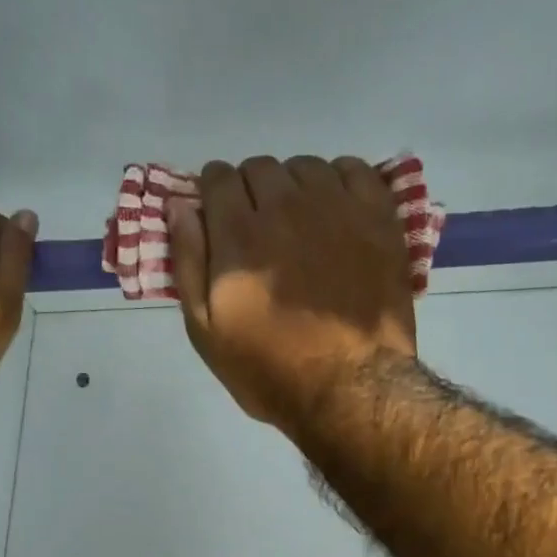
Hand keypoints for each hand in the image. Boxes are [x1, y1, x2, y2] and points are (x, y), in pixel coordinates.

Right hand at [168, 156, 414, 425]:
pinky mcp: (377, 218)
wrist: (350, 388)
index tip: (218, 217)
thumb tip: (179, 207)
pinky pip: (355, 170)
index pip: (218, 178)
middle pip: (260, 168)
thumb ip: (189, 264)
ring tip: (299, 224)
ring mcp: (336, 208)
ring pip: (305, 167)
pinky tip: (336, 212)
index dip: (213, 194)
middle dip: (251, 191)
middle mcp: (286, 207)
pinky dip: (339, 181)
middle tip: (258, 230)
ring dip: (294, 187)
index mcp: (239, 235)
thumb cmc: (270, 370)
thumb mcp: (207, 333)